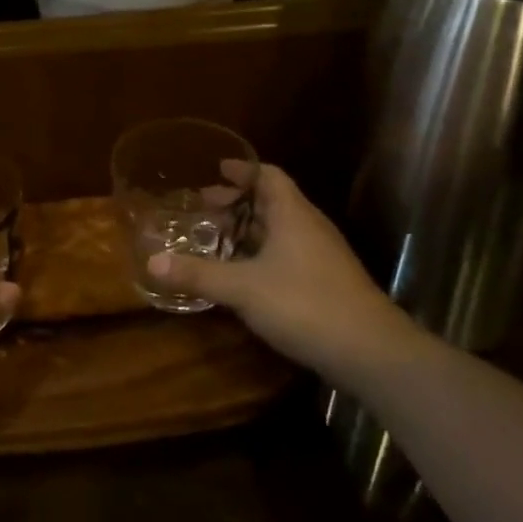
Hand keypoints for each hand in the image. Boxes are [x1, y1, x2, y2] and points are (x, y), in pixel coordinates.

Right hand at [148, 164, 410, 380]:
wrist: (371, 352)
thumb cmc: (305, 304)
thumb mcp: (243, 289)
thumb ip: (198, 274)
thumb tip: (152, 262)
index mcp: (292, 214)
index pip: (268, 176)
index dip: (242, 170)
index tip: (215, 169)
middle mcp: (309, 227)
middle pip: (272, 202)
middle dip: (238, 202)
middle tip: (204, 206)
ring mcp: (322, 256)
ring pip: (281, 230)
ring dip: (250, 230)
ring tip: (217, 238)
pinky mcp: (326, 283)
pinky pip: (288, 254)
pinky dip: (262, 254)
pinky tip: (244, 275)